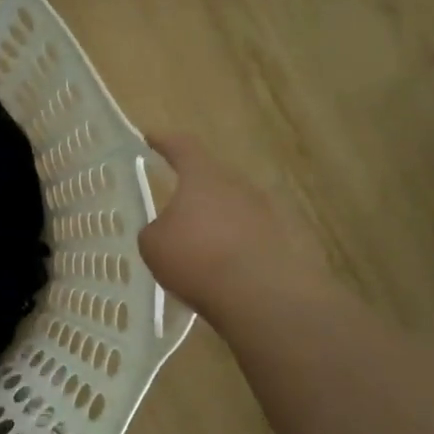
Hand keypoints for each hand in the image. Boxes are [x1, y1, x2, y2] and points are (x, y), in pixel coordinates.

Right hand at [137, 134, 325, 317]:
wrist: (260, 295)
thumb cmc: (196, 258)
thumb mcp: (153, 244)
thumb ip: (155, 230)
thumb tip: (165, 230)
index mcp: (203, 177)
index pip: (182, 147)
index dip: (165, 141)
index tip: (151, 137)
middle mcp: (237, 185)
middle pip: (212, 178)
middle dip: (193, 190)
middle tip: (175, 205)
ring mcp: (265, 212)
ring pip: (232, 207)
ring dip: (214, 220)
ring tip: (197, 243)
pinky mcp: (281, 240)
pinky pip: (248, 234)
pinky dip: (232, 244)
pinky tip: (219, 267)